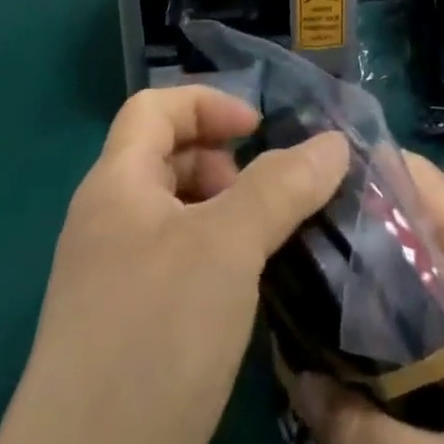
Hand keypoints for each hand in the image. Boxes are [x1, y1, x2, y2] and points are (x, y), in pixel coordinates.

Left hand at [0, 85, 348, 443]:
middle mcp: (108, 225)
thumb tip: (335, 141)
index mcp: (115, 185)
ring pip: (177, 219)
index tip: (260, 130)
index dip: (208, 103)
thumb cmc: (154, 335)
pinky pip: (177, 271)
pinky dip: (216, 265)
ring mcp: (113, 286)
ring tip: (268, 245)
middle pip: (166, 158)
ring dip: (226, 216)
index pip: (155, 107)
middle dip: (223, 163)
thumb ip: (282, 186)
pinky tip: (247, 298)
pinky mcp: (127, 339)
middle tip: (268, 197)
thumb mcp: (226, 245)